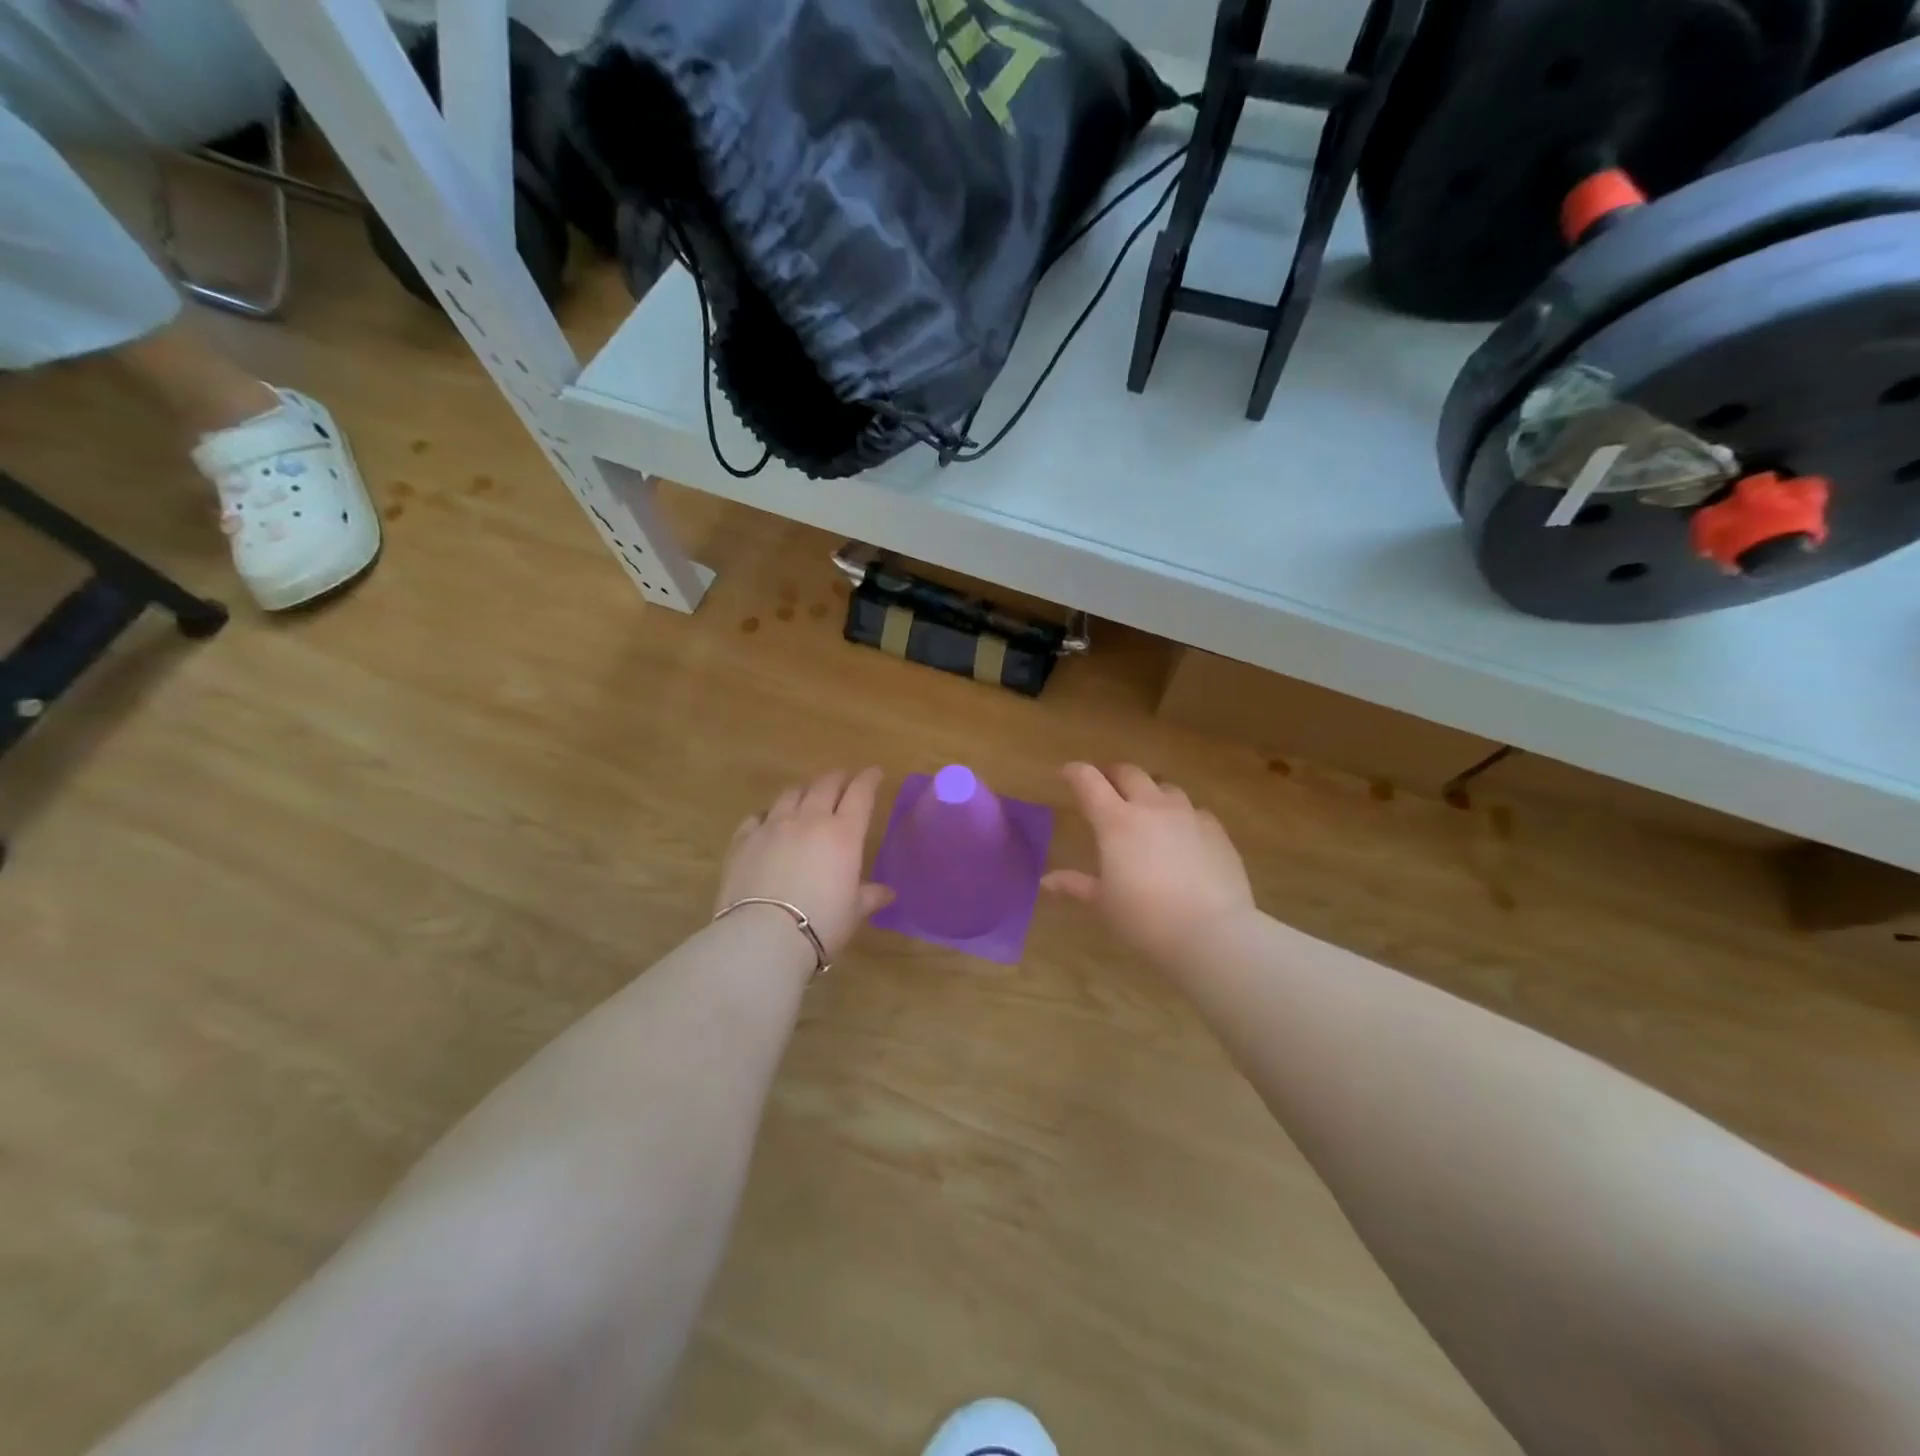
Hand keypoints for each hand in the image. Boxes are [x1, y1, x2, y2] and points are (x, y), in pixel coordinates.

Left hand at [717, 768, 894, 956]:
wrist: (763, 936)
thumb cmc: (821, 924)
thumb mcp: (853, 912)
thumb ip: (869, 896)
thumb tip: (887, 893)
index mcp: (843, 833)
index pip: (861, 793)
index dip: (869, 779)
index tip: (875, 773)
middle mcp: (809, 820)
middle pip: (825, 785)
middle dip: (838, 778)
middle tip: (844, 779)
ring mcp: (773, 826)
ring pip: (790, 794)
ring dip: (803, 791)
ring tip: (807, 797)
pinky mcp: (743, 840)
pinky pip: (757, 816)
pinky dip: (768, 815)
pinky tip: (768, 823)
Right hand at [1043, 762, 1255, 966]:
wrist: (1211, 932)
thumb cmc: (1145, 918)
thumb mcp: (1104, 903)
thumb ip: (1076, 885)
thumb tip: (1046, 881)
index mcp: (1116, 822)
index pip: (1089, 781)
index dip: (1074, 772)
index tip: (1066, 773)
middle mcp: (1151, 807)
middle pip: (1129, 772)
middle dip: (1113, 775)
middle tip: (1106, 787)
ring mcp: (1188, 815)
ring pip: (1165, 787)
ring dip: (1150, 792)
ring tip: (1146, 809)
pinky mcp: (1216, 830)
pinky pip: (1194, 811)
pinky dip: (1181, 815)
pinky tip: (1182, 835)